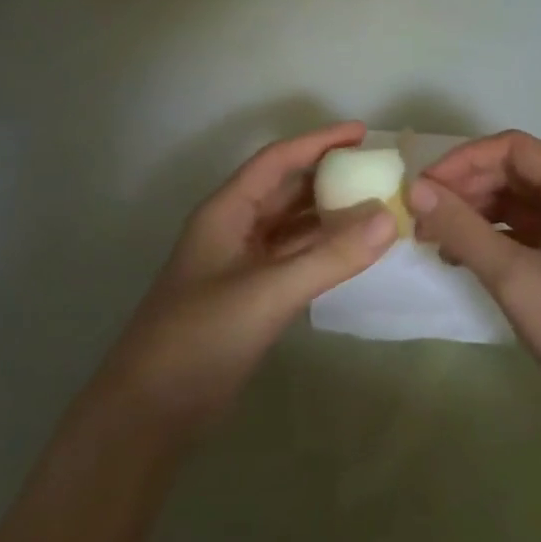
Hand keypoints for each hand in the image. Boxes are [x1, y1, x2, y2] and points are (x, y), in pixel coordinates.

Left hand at [106, 122, 397, 429]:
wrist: (151, 409)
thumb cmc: (201, 336)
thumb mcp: (269, 292)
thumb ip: (330, 256)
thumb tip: (389, 218)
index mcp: (226, 211)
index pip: (277, 161)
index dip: (319, 142)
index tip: (362, 132)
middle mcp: (234, 228)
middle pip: (286, 189)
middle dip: (330, 177)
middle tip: (379, 171)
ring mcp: (241, 264)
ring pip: (292, 226)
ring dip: (330, 216)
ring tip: (378, 207)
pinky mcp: (250, 296)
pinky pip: (294, 259)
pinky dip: (323, 252)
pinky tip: (354, 253)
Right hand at [409, 131, 540, 422]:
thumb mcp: (514, 275)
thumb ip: (461, 228)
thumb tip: (415, 190)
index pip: (512, 148)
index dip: (463, 160)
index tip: (424, 187)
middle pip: (514, 173)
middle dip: (465, 189)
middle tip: (421, 216)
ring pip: (517, 205)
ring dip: (474, 215)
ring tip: (433, 239)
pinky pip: (525, 235)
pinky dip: (491, 240)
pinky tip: (462, 259)